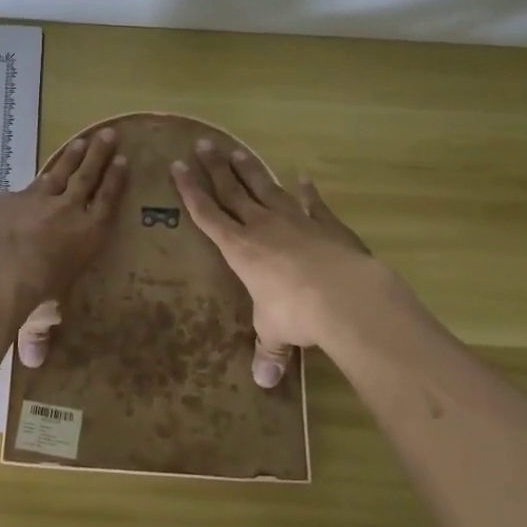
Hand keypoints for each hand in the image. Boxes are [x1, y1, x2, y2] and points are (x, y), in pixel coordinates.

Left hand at [0, 128, 126, 359]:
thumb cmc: (33, 296)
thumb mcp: (41, 317)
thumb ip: (38, 334)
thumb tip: (34, 363)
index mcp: (88, 235)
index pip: (108, 201)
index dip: (116, 181)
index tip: (124, 160)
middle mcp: (68, 211)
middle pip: (88, 176)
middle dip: (100, 155)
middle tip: (109, 134)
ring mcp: (37, 199)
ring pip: (59, 172)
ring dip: (72, 156)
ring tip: (82, 140)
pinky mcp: (9, 199)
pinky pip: (24, 187)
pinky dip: (31, 182)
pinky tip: (31, 179)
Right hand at [170, 140, 402, 386]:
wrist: (347, 297)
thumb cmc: (297, 313)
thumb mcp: (275, 333)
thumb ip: (268, 350)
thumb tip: (263, 382)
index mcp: (240, 249)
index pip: (208, 214)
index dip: (191, 190)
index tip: (178, 166)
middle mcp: (263, 227)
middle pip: (233, 191)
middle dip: (215, 168)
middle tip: (203, 144)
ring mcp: (296, 221)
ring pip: (267, 188)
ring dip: (251, 170)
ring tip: (237, 150)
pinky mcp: (327, 225)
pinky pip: (314, 204)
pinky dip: (308, 192)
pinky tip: (304, 178)